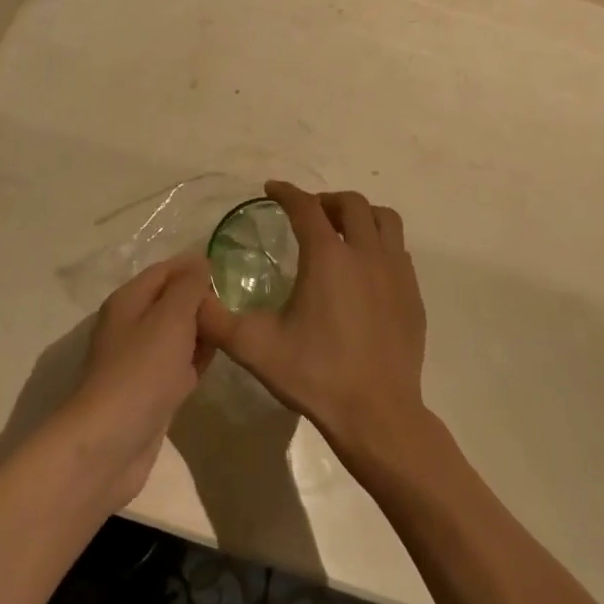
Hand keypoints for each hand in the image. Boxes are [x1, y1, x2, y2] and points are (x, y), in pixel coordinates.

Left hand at [62, 253, 214, 507]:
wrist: (111, 443)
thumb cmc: (142, 370)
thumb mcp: (170, 318)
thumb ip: (188, 288)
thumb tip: (199, 263)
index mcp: (129, 301)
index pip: (164, 271)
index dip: (193, 266)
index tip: (229, 267)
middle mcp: (131, 326)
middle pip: (170, 302)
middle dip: (201, 299)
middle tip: (239, 300)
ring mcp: (140, 361)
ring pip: (177, 335)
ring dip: (202, 330)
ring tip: (236, 324)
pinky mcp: (151, 392)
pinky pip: (178, 365)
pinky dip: (196, 359)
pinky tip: (220, 358)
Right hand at [197, 183, 427, 472]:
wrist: (378, 414)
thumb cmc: (316, 375)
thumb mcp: (254, 347)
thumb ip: (215, 319)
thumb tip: (190, 297)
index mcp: (327, 256)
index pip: (305, 207)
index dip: (286, 192)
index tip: (271, 189)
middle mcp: (366, 253)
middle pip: (351, 203)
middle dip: (325, 200)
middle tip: (307, 213)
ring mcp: (396, 272)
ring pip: (384, 220)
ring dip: (360, 215)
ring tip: (342, 231)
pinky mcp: (413, 294)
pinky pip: (398, 249)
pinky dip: (379, 243)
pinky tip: (366, 268)